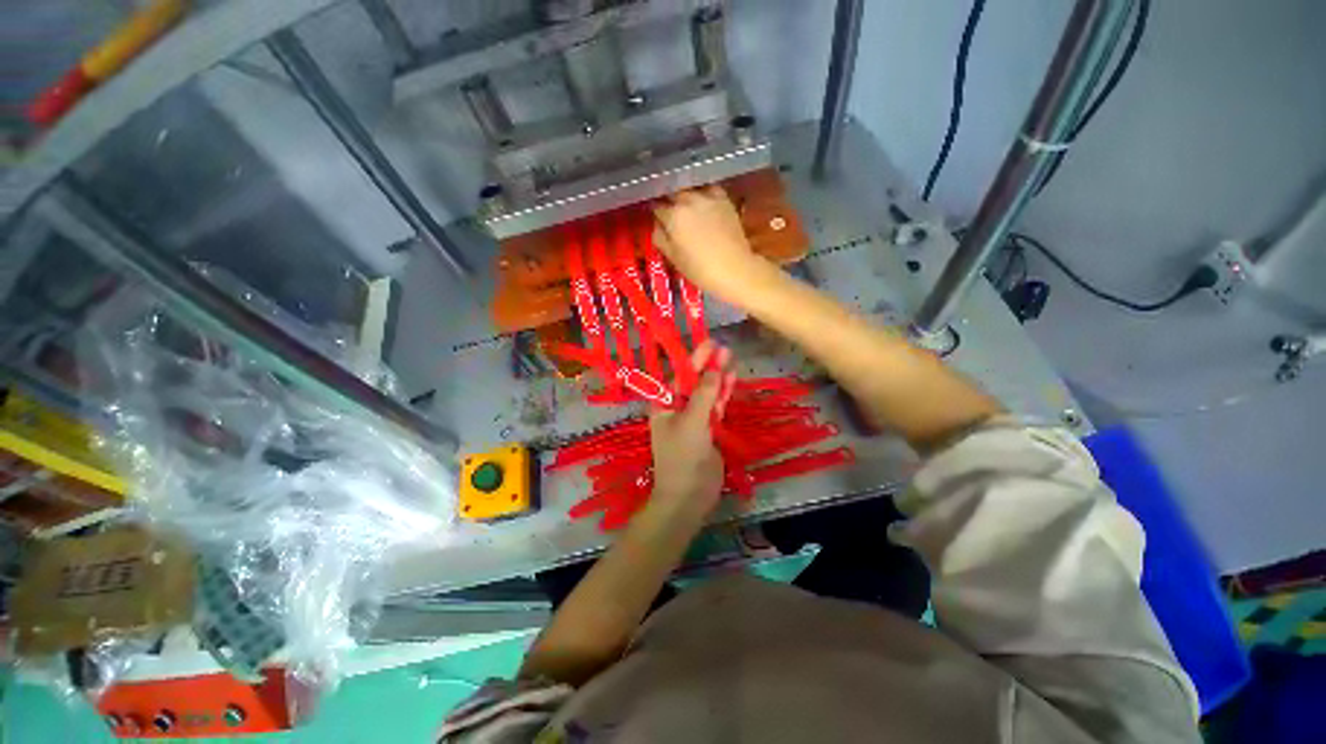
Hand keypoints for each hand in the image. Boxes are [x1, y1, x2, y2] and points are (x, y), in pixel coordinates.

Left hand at [647, 342, 736, 520]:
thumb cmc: (682, 456)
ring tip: (731, 359)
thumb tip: (713, 369)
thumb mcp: (692, 422)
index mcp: (664, 404)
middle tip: (725, 348)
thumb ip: (703, 395)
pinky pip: (715, 407)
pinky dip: (723, 394)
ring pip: (707, 393)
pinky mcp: (708, 429)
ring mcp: (694, 419)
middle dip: (708, 365)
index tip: (709, 342)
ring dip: (718, 378)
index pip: (680, 376)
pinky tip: (731, 380)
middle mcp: (677, 408)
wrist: (689, 495)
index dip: (694, 358)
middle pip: (694, 382)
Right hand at [654, 186, 770, 304]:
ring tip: (685, 207)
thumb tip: (657, 225)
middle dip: (669, 202)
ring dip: (685, 196)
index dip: (655, 214)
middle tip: (670, 214)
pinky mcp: (724, 199)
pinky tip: (703, 204)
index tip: (657, 219)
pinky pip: (708, 190)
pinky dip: (703, 194)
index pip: (656, 207)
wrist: (734, 269)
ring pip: (690, 189)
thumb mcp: (673, 258)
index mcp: (673, 216)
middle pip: (673, 194)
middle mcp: (688, 200)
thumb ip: (660, 237)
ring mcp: (707, 197)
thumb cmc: (700, 269)